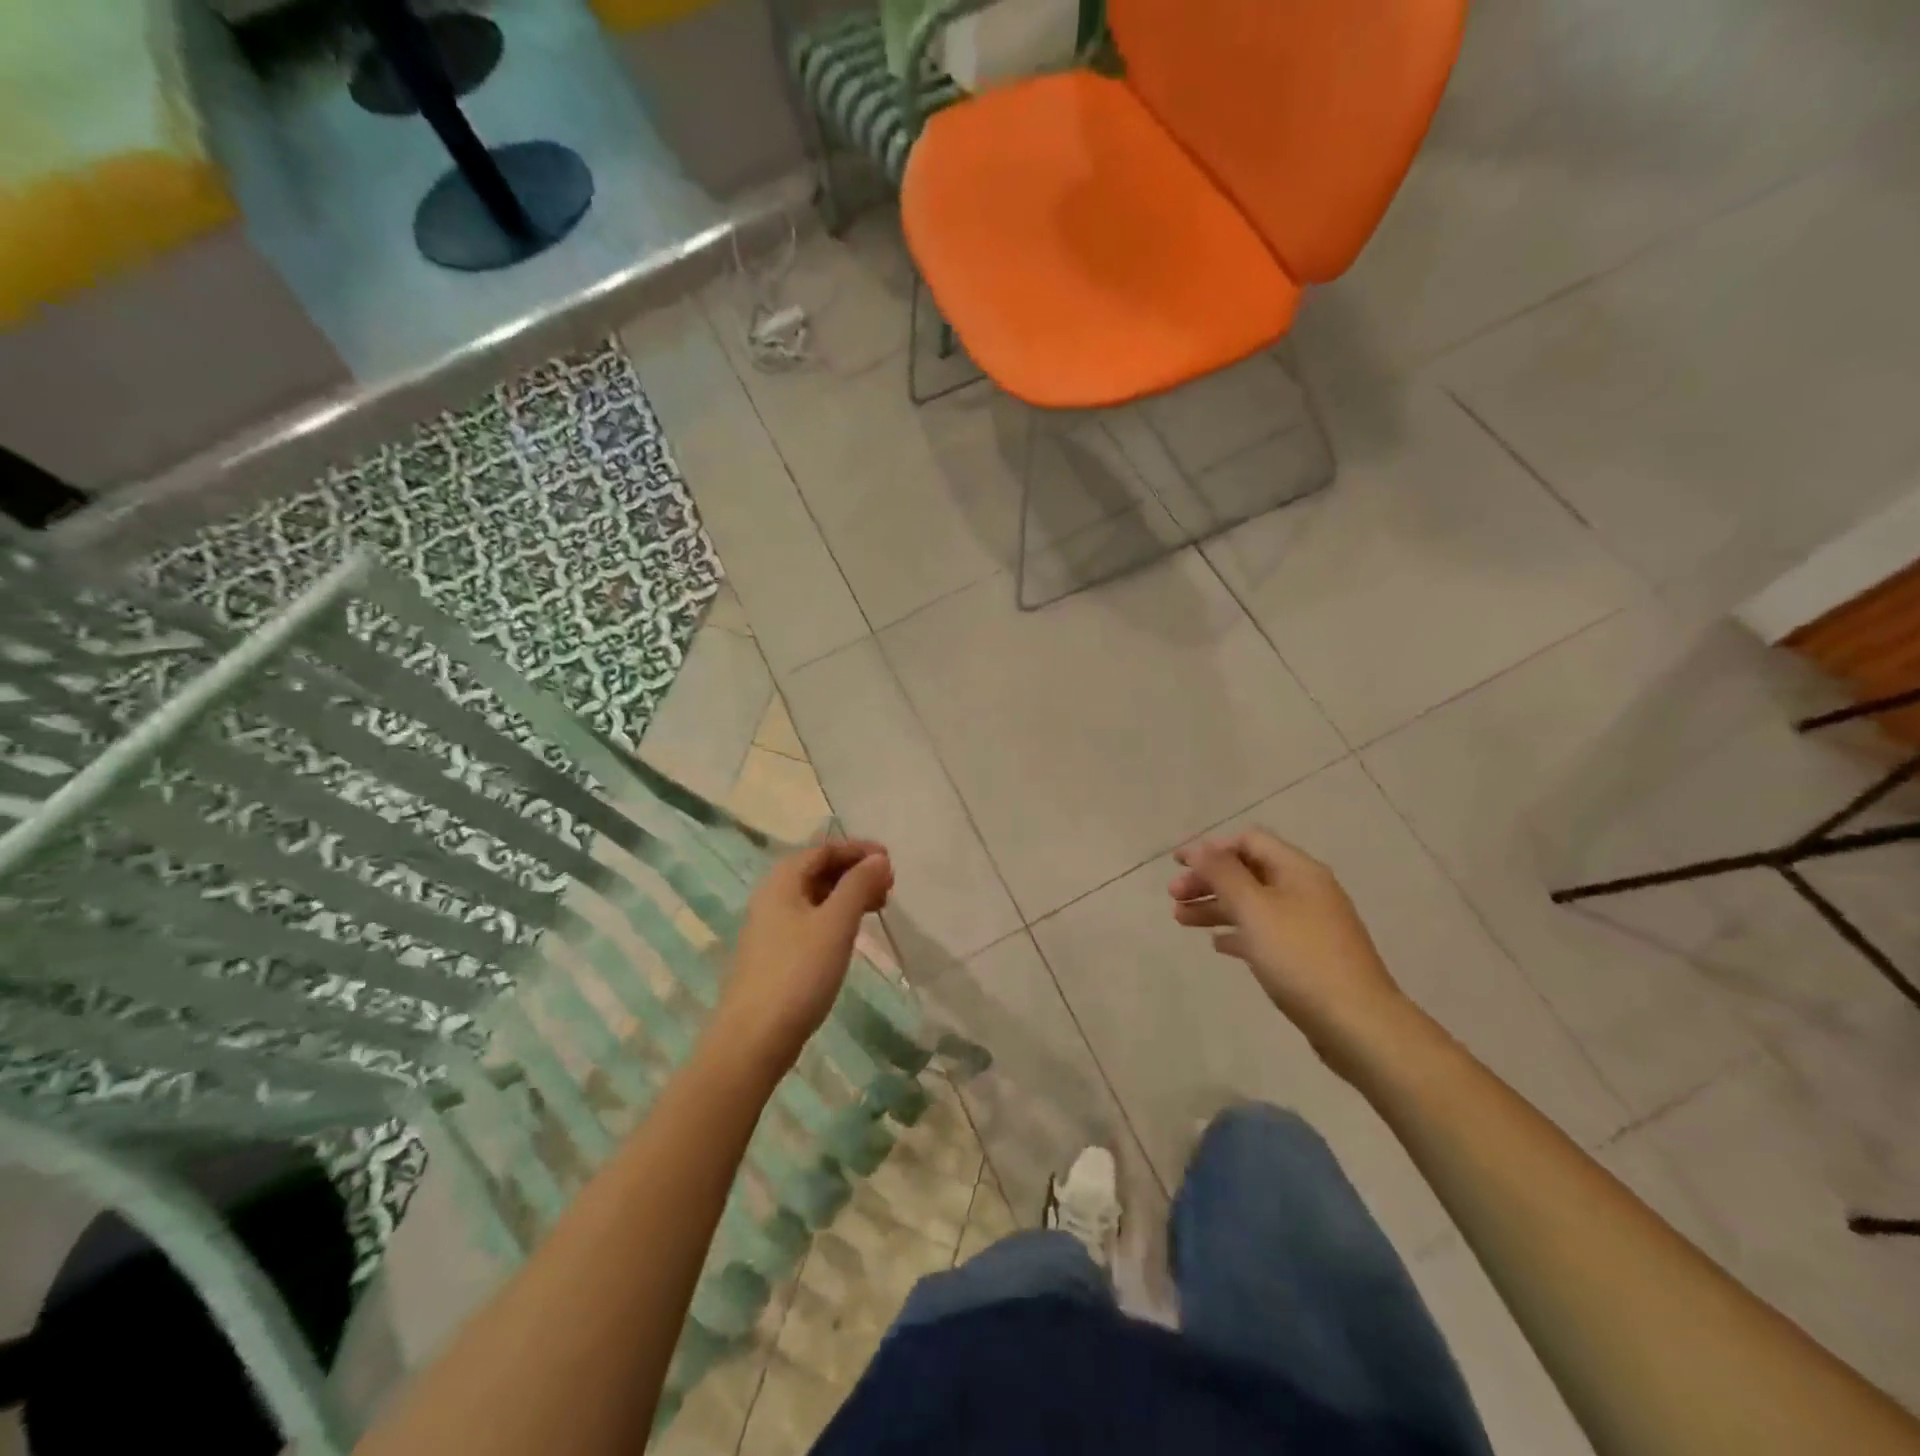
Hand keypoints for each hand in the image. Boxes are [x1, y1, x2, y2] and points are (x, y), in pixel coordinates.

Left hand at [713, 840, 894, 1068]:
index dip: (858, 850)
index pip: (824, 850)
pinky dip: (836, 918)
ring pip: (816, 897)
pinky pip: (812, 921)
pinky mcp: (777, 955)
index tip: (890, 861)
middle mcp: (773, 897)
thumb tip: (879, 858)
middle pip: (819, 871)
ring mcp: (772, 928)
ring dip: (848, 896)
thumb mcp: (835, 923)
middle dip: (855, 873)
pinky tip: (851, 934)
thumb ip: (858, 885)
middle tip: (889, 887)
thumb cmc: (798, 972)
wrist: (754, 1039)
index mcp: (782, 881)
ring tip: (878, 908)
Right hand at [1169, 831, 1408, 1060]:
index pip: (1248, 841)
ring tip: (1181, 920)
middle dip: (1208, 880)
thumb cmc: (1299, 957)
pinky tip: (1217, 945)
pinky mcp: (1308, 956)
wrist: (1357, 1023)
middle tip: (1173, 896)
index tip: (1177, 865)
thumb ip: (1223, 874)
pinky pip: (1265, 932)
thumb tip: (1200, 847)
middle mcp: (1305, 890)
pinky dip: (1238, 932)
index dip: (1210, 849)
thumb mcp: (1254, 909)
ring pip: (1253, 904)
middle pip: (1248, 872)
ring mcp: (1309, 924)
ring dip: (1216, 906)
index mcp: (1298, 870)